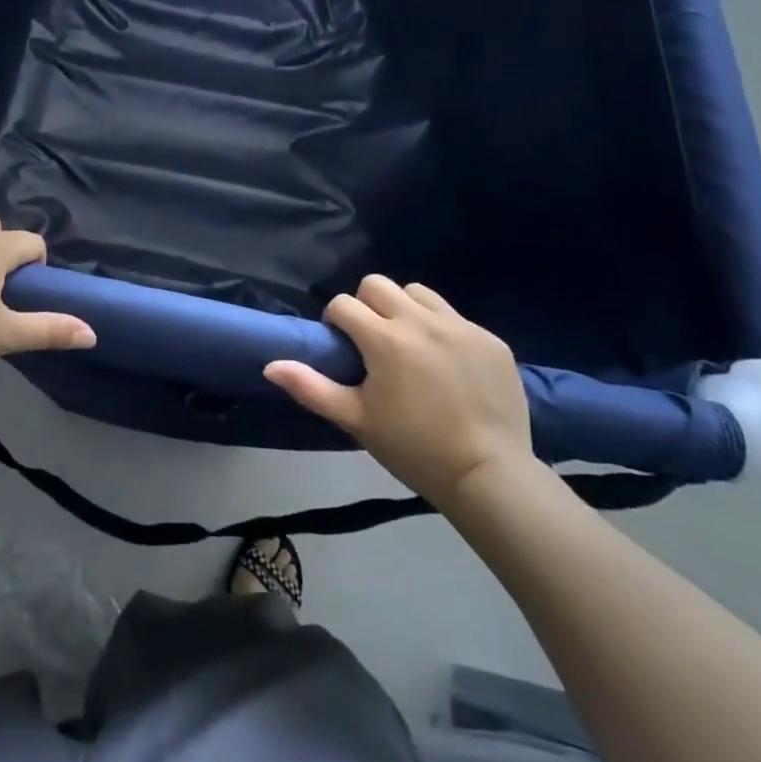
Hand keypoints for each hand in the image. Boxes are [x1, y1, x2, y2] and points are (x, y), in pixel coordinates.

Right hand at [265, 275, 532, 509]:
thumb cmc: (414, 449)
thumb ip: (311, 388)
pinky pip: (456, 317)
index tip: (343, 346)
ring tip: (410, 344)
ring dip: (405, 309)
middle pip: (377, 284)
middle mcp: (420, 321)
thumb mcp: (356, 420)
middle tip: (373, 341)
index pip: (344, 304)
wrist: (490, 477)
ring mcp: (459, 327)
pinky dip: (443, 330)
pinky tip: (448, 365)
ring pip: (417, 292)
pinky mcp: (489, 339)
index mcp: (384, 339)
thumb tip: (270, 365)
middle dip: (367, 305)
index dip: (336, 321)